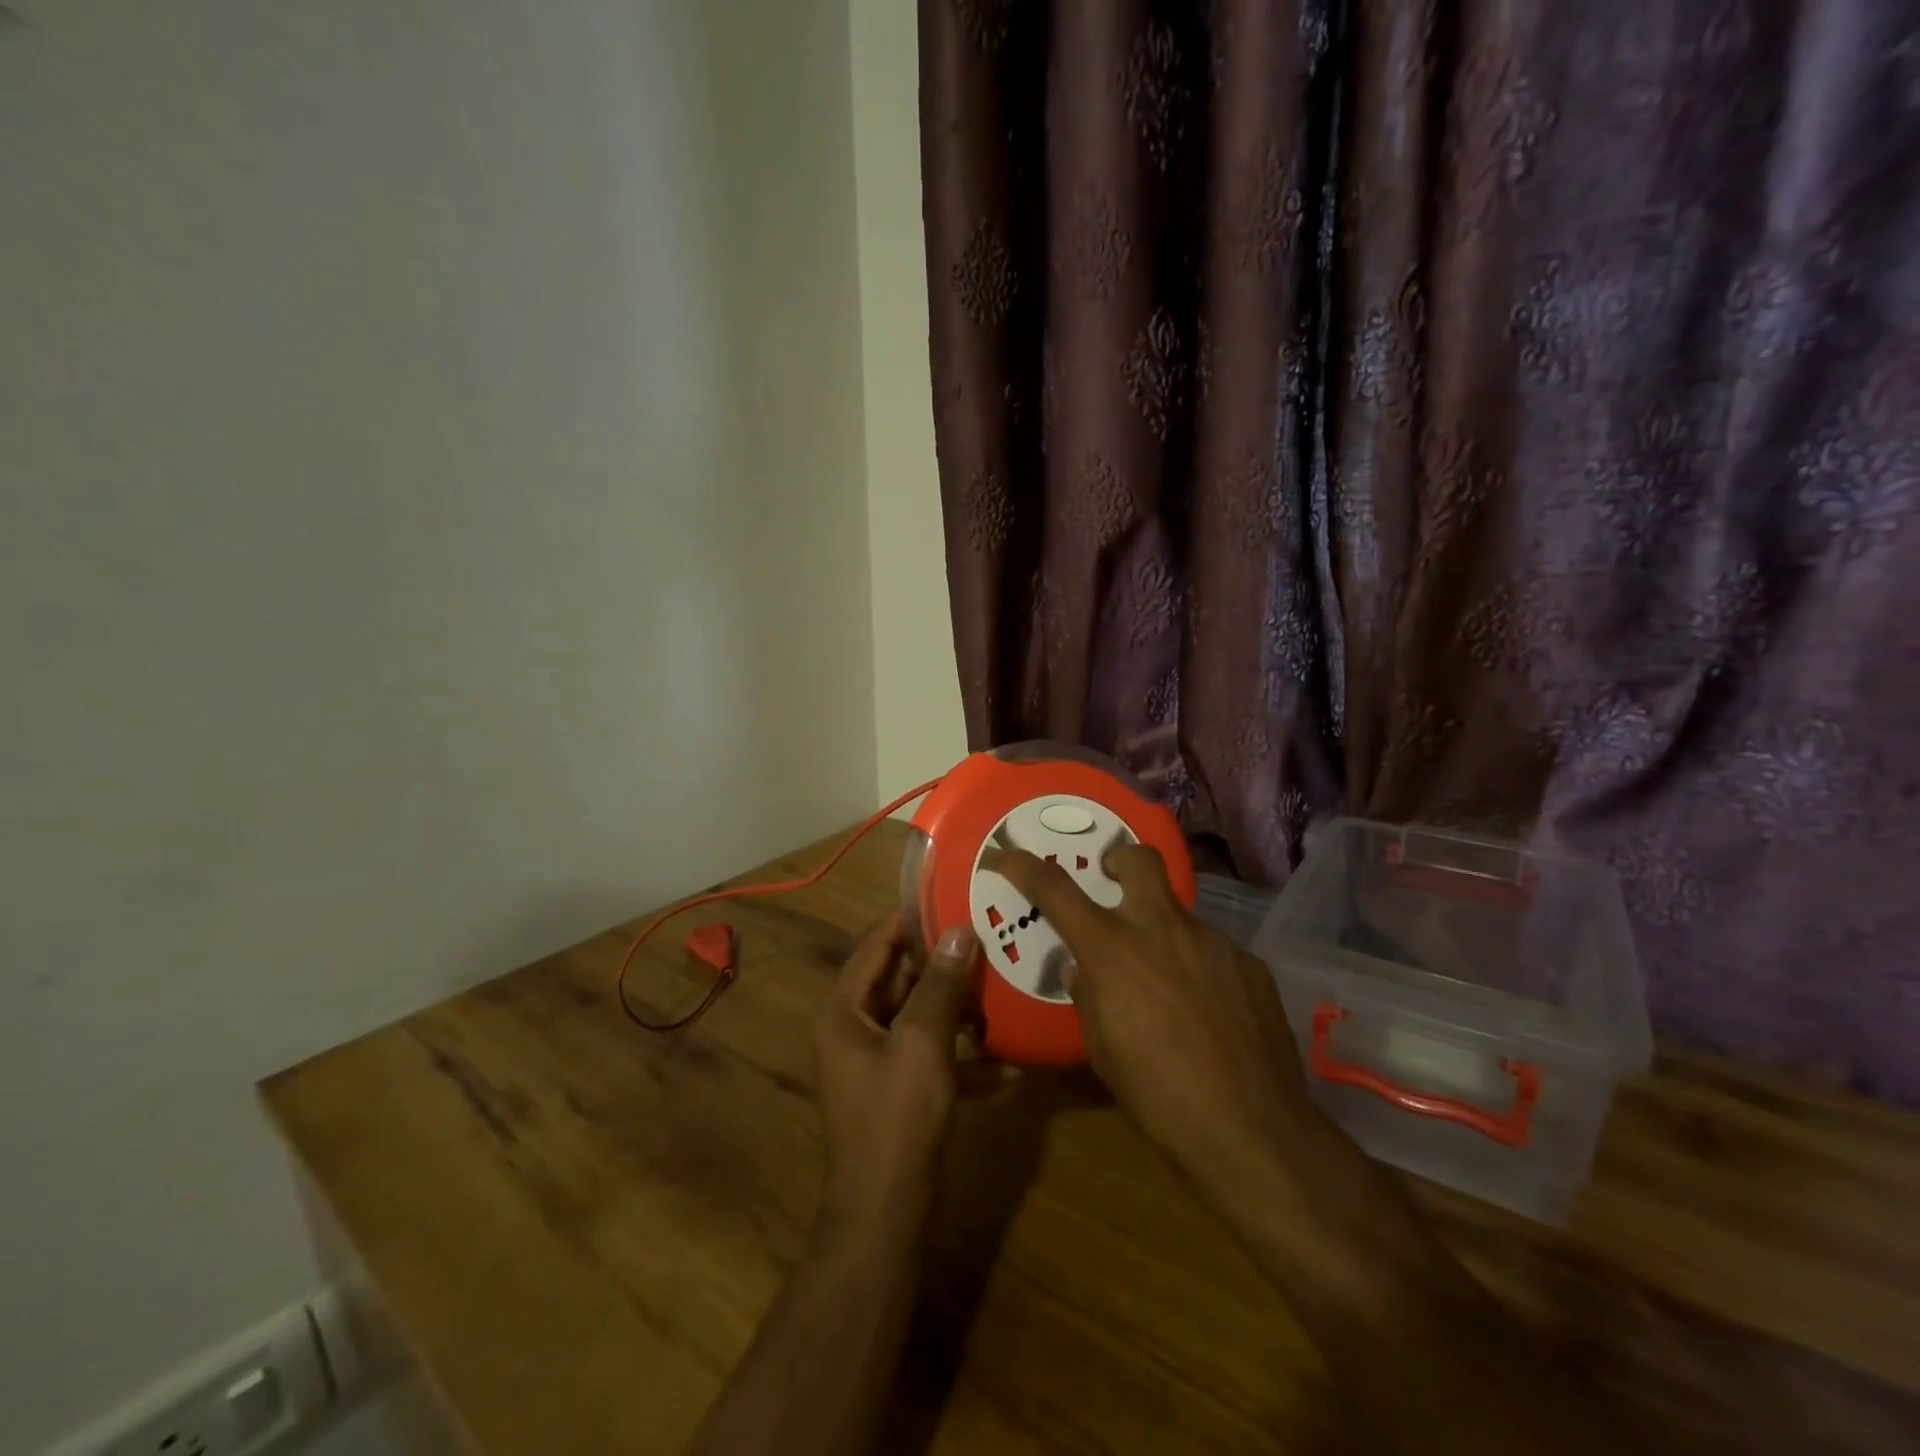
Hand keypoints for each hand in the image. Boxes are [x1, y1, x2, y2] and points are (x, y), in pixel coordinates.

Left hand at [814, 912, 984, 1235]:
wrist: (886, 1217)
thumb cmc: (897, 1120)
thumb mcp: (923, 1044)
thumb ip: (941, 985)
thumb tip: (958, 930)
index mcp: (845, 1009)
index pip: (875, 944)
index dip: (910, 918)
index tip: (950, 895)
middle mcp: (854, 1028)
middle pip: (900, 978)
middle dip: (943, 962)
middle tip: (988, 935)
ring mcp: (877, 1061)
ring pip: (920, 1016)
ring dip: (958, 1006)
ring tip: (1002, 985)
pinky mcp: (900, 1090)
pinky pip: (932, 1055)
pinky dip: (963, 1054)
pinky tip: (1008, 1062)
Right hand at [987, 845, 1318, 1202]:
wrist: (1252, 1129)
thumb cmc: (1158, 1095)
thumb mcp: (1102, 1049)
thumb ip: (1088, 996)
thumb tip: (1085, 970)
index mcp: (1113, 948)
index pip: (1055, 889)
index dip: (1023, 865)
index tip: (1004, 855)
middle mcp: (1163, 928)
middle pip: (1139, 859)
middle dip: (1120, 861)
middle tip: (1113, 884)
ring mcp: (1213, 941)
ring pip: (1179, 915)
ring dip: (1163, 934)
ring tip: (1168, 986)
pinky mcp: (1250, 964)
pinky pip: (1213, 952)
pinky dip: (1199, 968)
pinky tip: (1209, 1013)